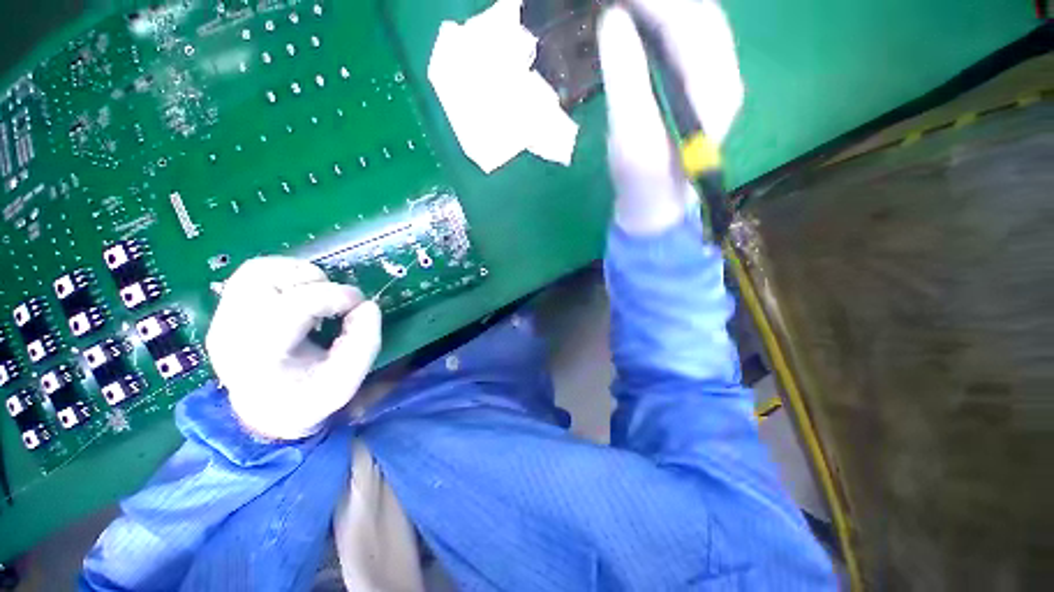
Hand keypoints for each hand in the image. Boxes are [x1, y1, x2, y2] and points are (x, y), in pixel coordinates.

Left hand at [206, 257, 381, 439]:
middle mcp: (231, 331)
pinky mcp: (227, 308)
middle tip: (336, 301)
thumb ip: (364, 343)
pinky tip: (302, 293)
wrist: (267, 410)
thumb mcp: (346, 381)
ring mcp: (223, 317)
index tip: (359, 302)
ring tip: (319, 294)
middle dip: (315, 283)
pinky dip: (286, 273)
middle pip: (266, 280)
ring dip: (298, 274)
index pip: (292, 306)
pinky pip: (254, 272)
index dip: (335, 295)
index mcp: (259, 357)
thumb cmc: (308, 398)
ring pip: (257, 270)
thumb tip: (367, 306)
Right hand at [598, 0, 743, 234]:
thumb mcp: (631, 135)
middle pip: (697, 14)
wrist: (655, 206)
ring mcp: (710, 79)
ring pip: (691, 23)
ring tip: (624, 4)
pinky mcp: (694, 87)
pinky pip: (680, 40)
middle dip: (657, 1)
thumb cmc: (643, 180)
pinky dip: (657, 24)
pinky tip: (635, 21)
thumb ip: (624, 78)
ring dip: (658, 8)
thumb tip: (611, 19)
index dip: (653, 0)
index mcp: (716, 85)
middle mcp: (722, 73)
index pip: (690, 20)